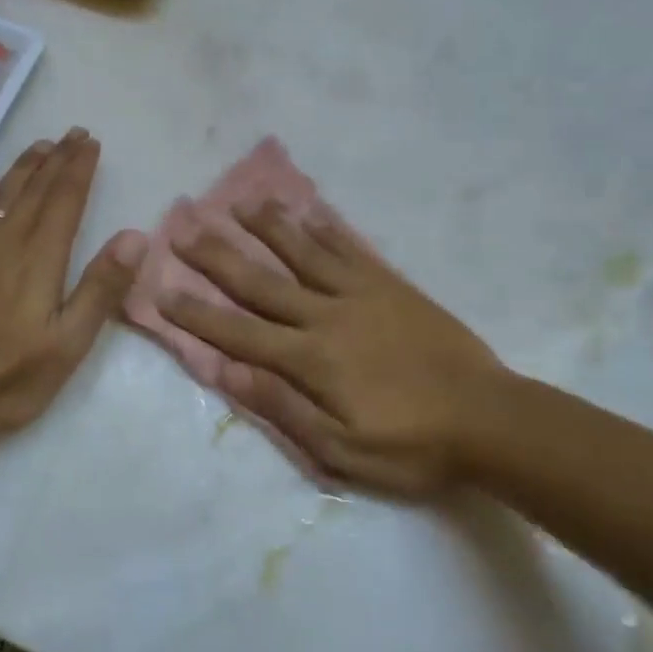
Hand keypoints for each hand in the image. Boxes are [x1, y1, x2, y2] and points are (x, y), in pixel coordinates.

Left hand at [0, 128, 146, 451]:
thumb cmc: (12, 379)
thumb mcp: (70, 343)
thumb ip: (102, 288)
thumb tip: (135, 235)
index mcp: (38, 260)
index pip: (64, 202)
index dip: (79, 169)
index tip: (90, 142)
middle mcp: (3, 244)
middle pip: (34, 191)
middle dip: (56, 159)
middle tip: (72, 133)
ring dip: (22, 168)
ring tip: (39, 145)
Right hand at [161, 201, 516, 497]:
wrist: (490, 420)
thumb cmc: (412, 446)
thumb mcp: (342, 449)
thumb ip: (284, 407)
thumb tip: (229, 371)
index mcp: (310, 359)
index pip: (239, 332)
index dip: (197, 313)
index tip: (162, 290)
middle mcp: (327, 316)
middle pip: (262, 281)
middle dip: (219, 256)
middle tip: (185, 228)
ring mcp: (361, 295)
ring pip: (304, 253)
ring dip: (269, 227)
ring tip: (241, 202)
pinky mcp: (392, 287)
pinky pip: (352, 251)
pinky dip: (328, 230)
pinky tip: (311, 212)